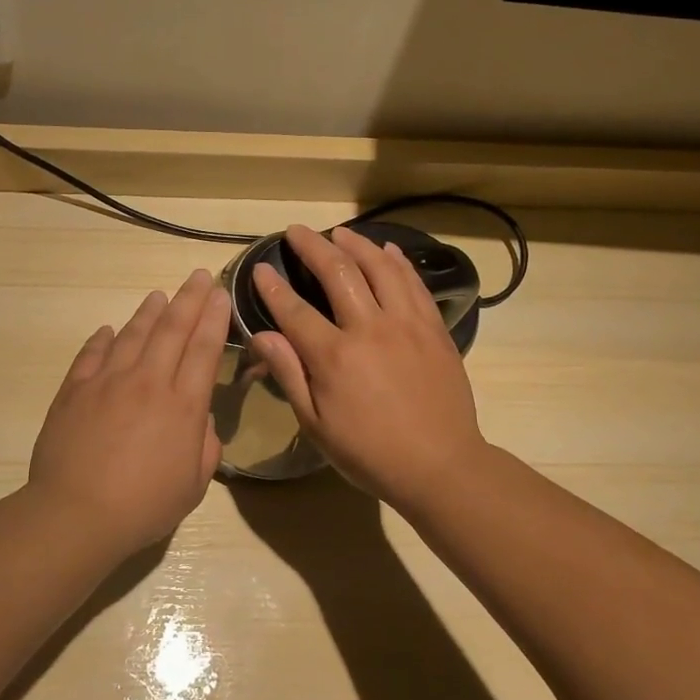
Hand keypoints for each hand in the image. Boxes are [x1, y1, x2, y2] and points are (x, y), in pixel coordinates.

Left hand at [28, 268, 231, 550]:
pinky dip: (103, 339)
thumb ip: (205, 447)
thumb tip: (201, 420)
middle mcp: (148, 382)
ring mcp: (107, 381)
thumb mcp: (193, 485)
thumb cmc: (143, 506)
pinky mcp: (75, 390)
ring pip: (133, 334)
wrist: (76, 514)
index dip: (214, 318)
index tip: (220, 294)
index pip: (204, 349)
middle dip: (189, 299)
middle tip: (199, 276)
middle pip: (172, 329)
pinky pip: (92, 355)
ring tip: (158, 295)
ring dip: (149, 312)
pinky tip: (109, 330)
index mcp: (183, 405)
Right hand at [248, 224, 491, 507]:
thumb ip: (289, 374)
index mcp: (334, 356)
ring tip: (339, 233)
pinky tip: (387, 251)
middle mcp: (370, 328)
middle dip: (312, 246)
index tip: (259, 268)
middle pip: (337, 272)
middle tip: (296, 231)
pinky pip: (414, 284)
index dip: (272, 287)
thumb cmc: (369, 453)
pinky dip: (398, 262)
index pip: (294, 309)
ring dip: (356, 244)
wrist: (440, 467)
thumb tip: (262, 335)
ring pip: (380, 268)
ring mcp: (407, 324)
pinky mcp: (434, 328)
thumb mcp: (316, 424)